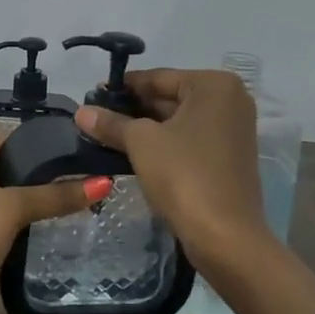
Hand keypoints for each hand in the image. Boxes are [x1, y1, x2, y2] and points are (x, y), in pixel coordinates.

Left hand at [0, 135, 108, 313]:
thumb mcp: (10, 208)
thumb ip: (55, 195)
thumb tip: (105, 182)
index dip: (26, 141)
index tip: (65, 142)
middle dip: (32, 169)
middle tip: (76, 165)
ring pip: (1, 197)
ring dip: (30, 197)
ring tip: (74, 187)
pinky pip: (2, 221)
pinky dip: (23, 219)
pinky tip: (56, 216)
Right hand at [74, 69, 272, 266]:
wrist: (225, 236)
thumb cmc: (184, 175)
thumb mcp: (142, 143)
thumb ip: (112, 123)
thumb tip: (81, 111)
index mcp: (215, 85)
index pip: (159, 77)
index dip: (123, 87)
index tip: (92, 94)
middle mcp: (230, 101)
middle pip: (170, 97)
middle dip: (134, 109)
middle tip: (95, 117)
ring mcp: (233, 130)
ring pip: (179, 121)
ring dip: (146, 128)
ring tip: (106, 135)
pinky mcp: (229, 157)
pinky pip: (190, 140)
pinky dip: (164, 143)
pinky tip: (133, 153)